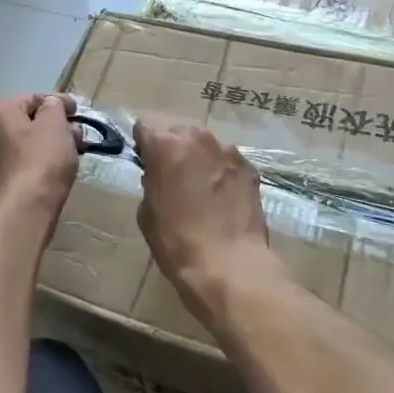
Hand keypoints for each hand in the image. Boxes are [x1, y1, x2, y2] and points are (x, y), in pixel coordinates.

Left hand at [0, 93, 79, 219]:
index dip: (59, 102)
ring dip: (48, 144)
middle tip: (78, 135)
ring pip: (25, 143)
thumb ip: (54, 106)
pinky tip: (56, 169)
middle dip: (55, 126)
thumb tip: (50, 105)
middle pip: (27, 121)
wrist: (23, 208)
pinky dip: (39, 162)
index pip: (33, 98)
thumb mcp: (55, 124)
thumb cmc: (41, 158)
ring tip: (72, 153)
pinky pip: (21, 163)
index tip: (78, 111)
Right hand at [134, 118, 277, 324]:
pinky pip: (227, 162)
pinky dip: (222, 172)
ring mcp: (228, 151)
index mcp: (164, 145)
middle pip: (178, 131)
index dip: (143, 144)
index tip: (145, 161)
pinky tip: (222, 198)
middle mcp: (197, 138)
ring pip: (206, 145)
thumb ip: (151, 182)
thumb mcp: (147, 212)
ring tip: (200, 188)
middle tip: (172, 176)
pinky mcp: (250, 168)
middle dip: (173, 148)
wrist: (229, 265)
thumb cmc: (177, 241)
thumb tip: (159, 176)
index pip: (144, 127)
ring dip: (199, 159)